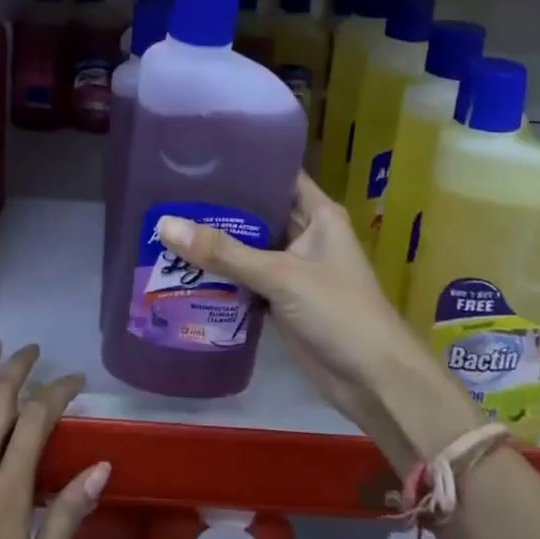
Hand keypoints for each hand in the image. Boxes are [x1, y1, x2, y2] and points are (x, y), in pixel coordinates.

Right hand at [157, 174, 477, 467]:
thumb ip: (224, 253)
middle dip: (219, 205)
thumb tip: (165, 225)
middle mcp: (305, 234)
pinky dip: (221, 275)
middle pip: (257, 211)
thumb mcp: (281, 276)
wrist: (375, 382)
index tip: (198, 156)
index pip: (277, 174)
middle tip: (168, 191)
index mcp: (318, 214)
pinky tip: (183, 267)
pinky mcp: (282, 300)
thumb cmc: (338, 312)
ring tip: (165, 223)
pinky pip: (246, 278)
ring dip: (216, 242)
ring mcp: (293, 269)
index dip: (243, 162)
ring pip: (248, 247)